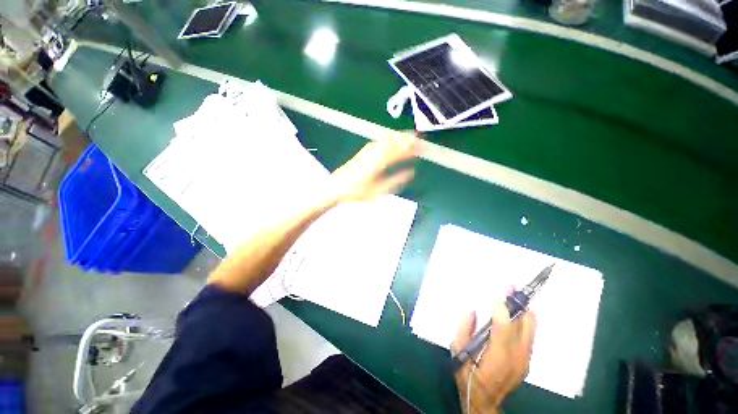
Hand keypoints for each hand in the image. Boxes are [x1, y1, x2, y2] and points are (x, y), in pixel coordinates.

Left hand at [327, 132, 420, 203]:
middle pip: (394, 141)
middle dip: (408, 138)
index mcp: (379, 162)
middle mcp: (374, 152)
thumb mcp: (378, 191)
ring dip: (399, 136)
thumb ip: (395, 181)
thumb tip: (411, 173)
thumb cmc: (357, 191)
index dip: (412, 148)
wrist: (336, 186)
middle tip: (421, 138)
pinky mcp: (364, 150)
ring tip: (411, 136)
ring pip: (387, 139)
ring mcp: (368, 149)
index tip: (423, 146)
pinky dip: (389, 138)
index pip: (400, 151)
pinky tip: (393, 138)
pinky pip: (380, 140)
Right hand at [452, 303, 535, 413]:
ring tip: (513, 294)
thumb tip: (472, 310)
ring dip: (522, 309)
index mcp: (496, 355)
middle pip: (523, 324)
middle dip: (516, 303)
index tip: (495, 295)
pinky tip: (516, 312)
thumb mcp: (458, 351)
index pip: (504, 327)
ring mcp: (525, 359)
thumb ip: (464, 328)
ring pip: (531, 328)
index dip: (501, 308)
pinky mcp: (527, 360)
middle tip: (509, 286)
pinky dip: (525, 320)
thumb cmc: (468, 375)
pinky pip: (530, 334)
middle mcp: (516, 356)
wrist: (485, 400)